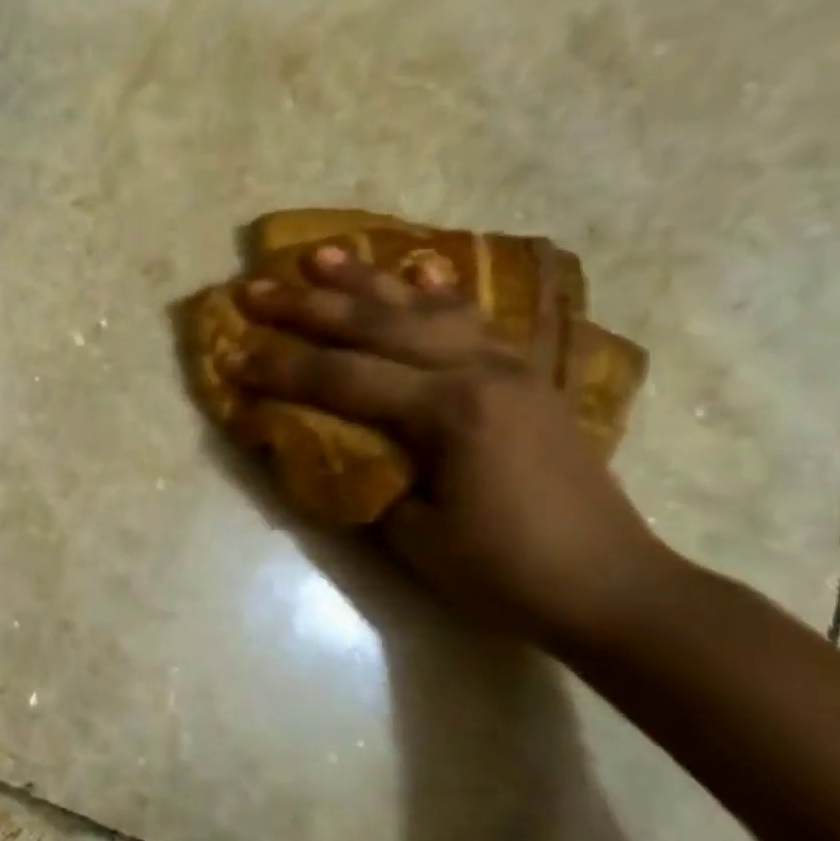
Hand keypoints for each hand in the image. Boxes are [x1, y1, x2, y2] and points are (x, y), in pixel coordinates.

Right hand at [227, 246, 673, 648]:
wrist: (609, 586)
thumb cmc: (503, 571)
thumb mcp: (412, 534)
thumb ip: (362, 473)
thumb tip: (320, 439)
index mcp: (449, 411)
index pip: (342, 378)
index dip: (280, 367)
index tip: (230, 355)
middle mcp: (479, 370)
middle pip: (376, 325)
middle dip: (306, 306)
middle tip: (252, 288)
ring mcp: (510, 365)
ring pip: (422, 307)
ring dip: (364, 281)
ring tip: (318, 255)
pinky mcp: (525, 375)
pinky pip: (470, 318)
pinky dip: (433, 292)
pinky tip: (414, 272)